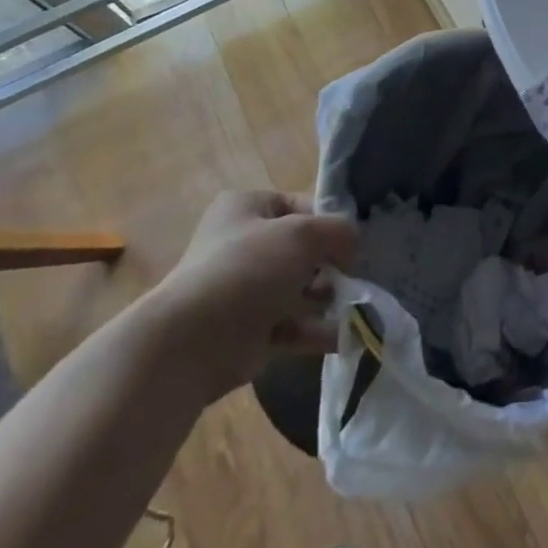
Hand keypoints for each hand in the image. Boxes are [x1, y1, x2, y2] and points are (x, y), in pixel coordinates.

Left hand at [146, 190, 357, 401]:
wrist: (192, 342)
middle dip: (331, 264)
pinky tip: (347, 335)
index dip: (329, 220)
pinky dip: (318, 330)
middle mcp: (243, 245)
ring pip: (299, 289)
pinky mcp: (249, 333)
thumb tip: (353, 245)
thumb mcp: (304, 233)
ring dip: (329, 297)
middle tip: (353, 275)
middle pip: (301, 250)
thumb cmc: (249, 269)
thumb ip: (339, 231)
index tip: (353, 241)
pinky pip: (293, 326)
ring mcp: (245, 291)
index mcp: (246, 208)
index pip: (300, 205)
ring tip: (355, 305)